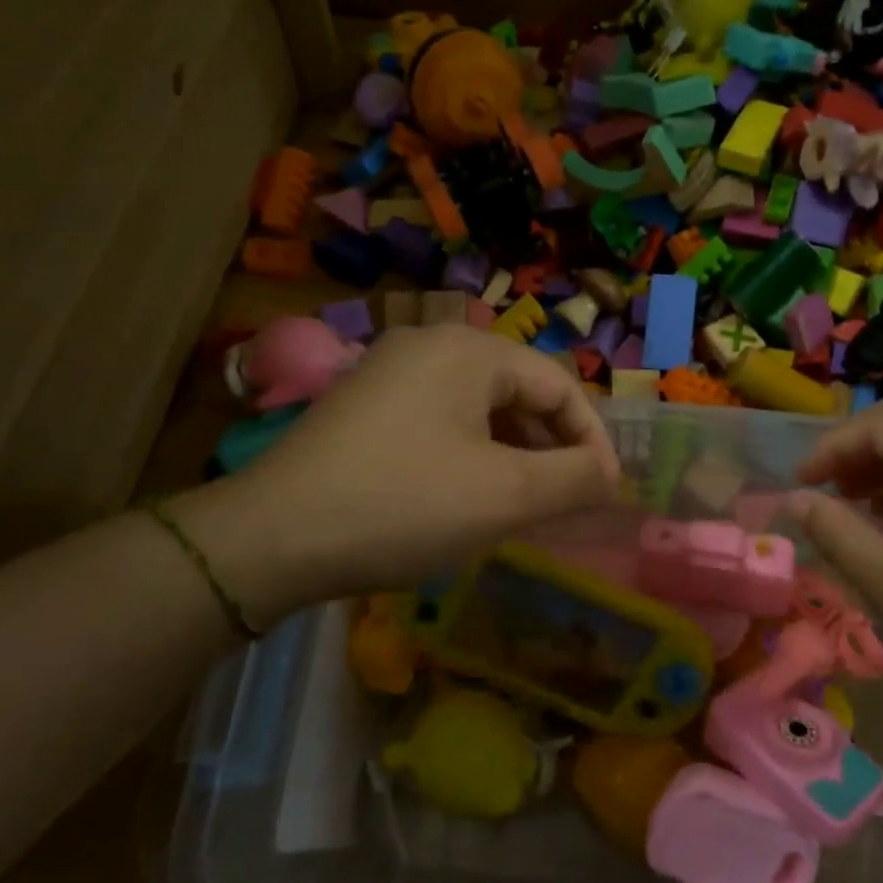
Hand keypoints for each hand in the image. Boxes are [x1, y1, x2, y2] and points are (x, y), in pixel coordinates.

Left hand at [184, 326, 618, 619]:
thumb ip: (574, 478)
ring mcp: (390, 371)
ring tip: (520, 504)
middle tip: (563, 502)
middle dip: (550, 447)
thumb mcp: (504, 496)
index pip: (558, 384)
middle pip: (518, 390)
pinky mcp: (365, 403)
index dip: (591, 439)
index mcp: (468, 349)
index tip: (604, 492)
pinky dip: (470, 453)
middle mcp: (429, 344)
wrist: (272, 537)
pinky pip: (441, 420)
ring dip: (511, 452)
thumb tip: (609, 473)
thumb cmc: (403, 505)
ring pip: (478, 407)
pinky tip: (466, 495)